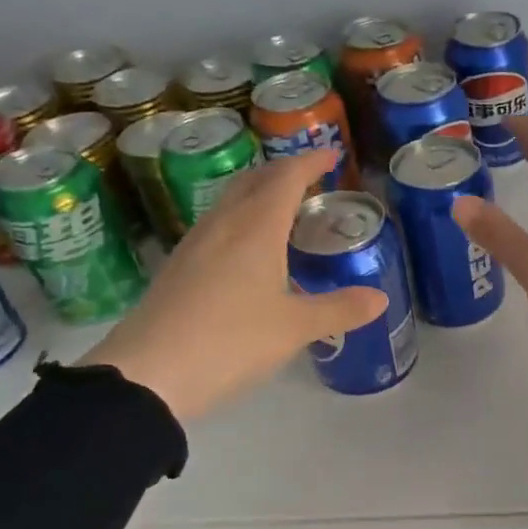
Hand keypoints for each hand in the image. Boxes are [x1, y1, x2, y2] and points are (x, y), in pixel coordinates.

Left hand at [80, 150, 386, 418]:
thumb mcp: (294, 328)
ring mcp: (194, 245)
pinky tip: (247, 249)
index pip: (286, 177)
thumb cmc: (230, 340)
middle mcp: (223, 225)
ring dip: (258, 194)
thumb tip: (380, 298)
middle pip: (253, 181)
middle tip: (310, 178)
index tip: (332, 154)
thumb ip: (340, 309)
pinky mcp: (178, 268)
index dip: (310, 162)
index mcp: (255, 227)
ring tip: (283, 210)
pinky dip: (241, 220)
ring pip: (230, 202)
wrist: (147, 375)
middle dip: (283, 171)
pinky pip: (216, 226)